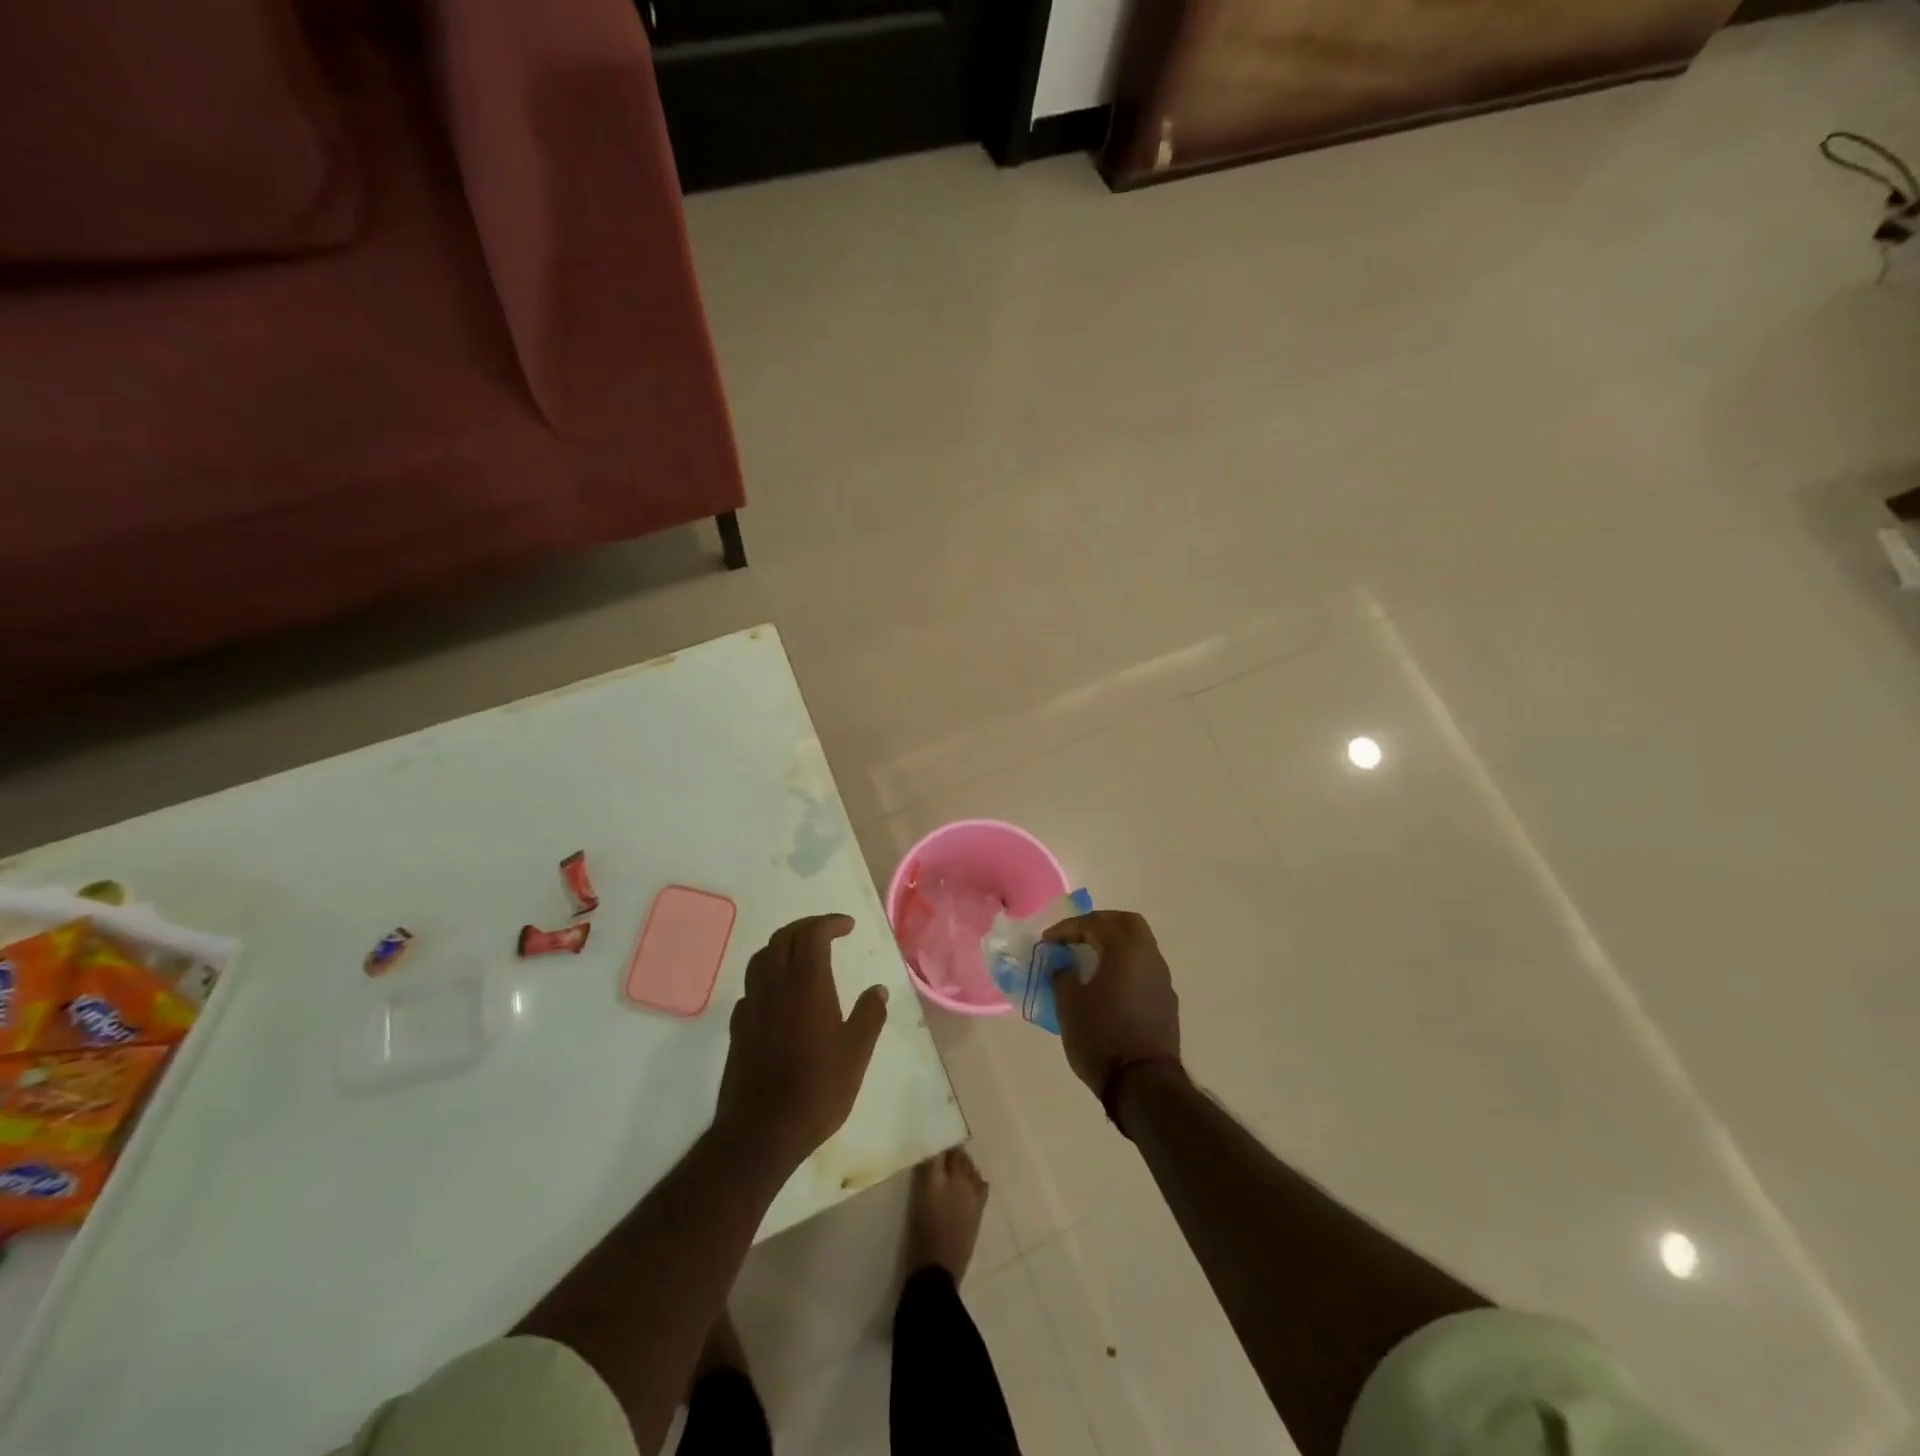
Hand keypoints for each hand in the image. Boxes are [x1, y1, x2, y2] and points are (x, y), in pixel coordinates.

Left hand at [716, 914, 888, 1166]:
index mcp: (806, 983)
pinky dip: (768, 977)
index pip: (812, 933)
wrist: (760, 1131)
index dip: (829, 923)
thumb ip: (869, 1016)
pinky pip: (751, 987)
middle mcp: (774, 985)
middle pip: (783, 938)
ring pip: (762, 958)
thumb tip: (878, 989)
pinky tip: (780, 996)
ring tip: (803, 957)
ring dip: (783, 947)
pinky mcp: (737, 1027)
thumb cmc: (816, 1088)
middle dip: (806, 928)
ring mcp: (751, 1005)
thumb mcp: (856, 1053)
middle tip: (828, 933)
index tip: (848, 926)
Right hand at [1043, 910, 1180, 1101]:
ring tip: (1089, 958)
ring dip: (1114, 943)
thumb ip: (1063, 975)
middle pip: (1126, 922)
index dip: (1067, 929)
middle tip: (1076, 935)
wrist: (1143, 1084)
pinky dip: (1125, 964)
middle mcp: (1149, 956)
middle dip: (1099, 923)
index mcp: (1125, 949)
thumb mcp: (1069, 1004)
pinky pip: (1144, 968)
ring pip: (1140, 944)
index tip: (1047, 941)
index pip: (1094, 924)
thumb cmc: (1101, 1037)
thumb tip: (1064, 965)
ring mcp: (1162, 979)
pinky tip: (1108, 983)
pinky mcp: (1166, 1001)